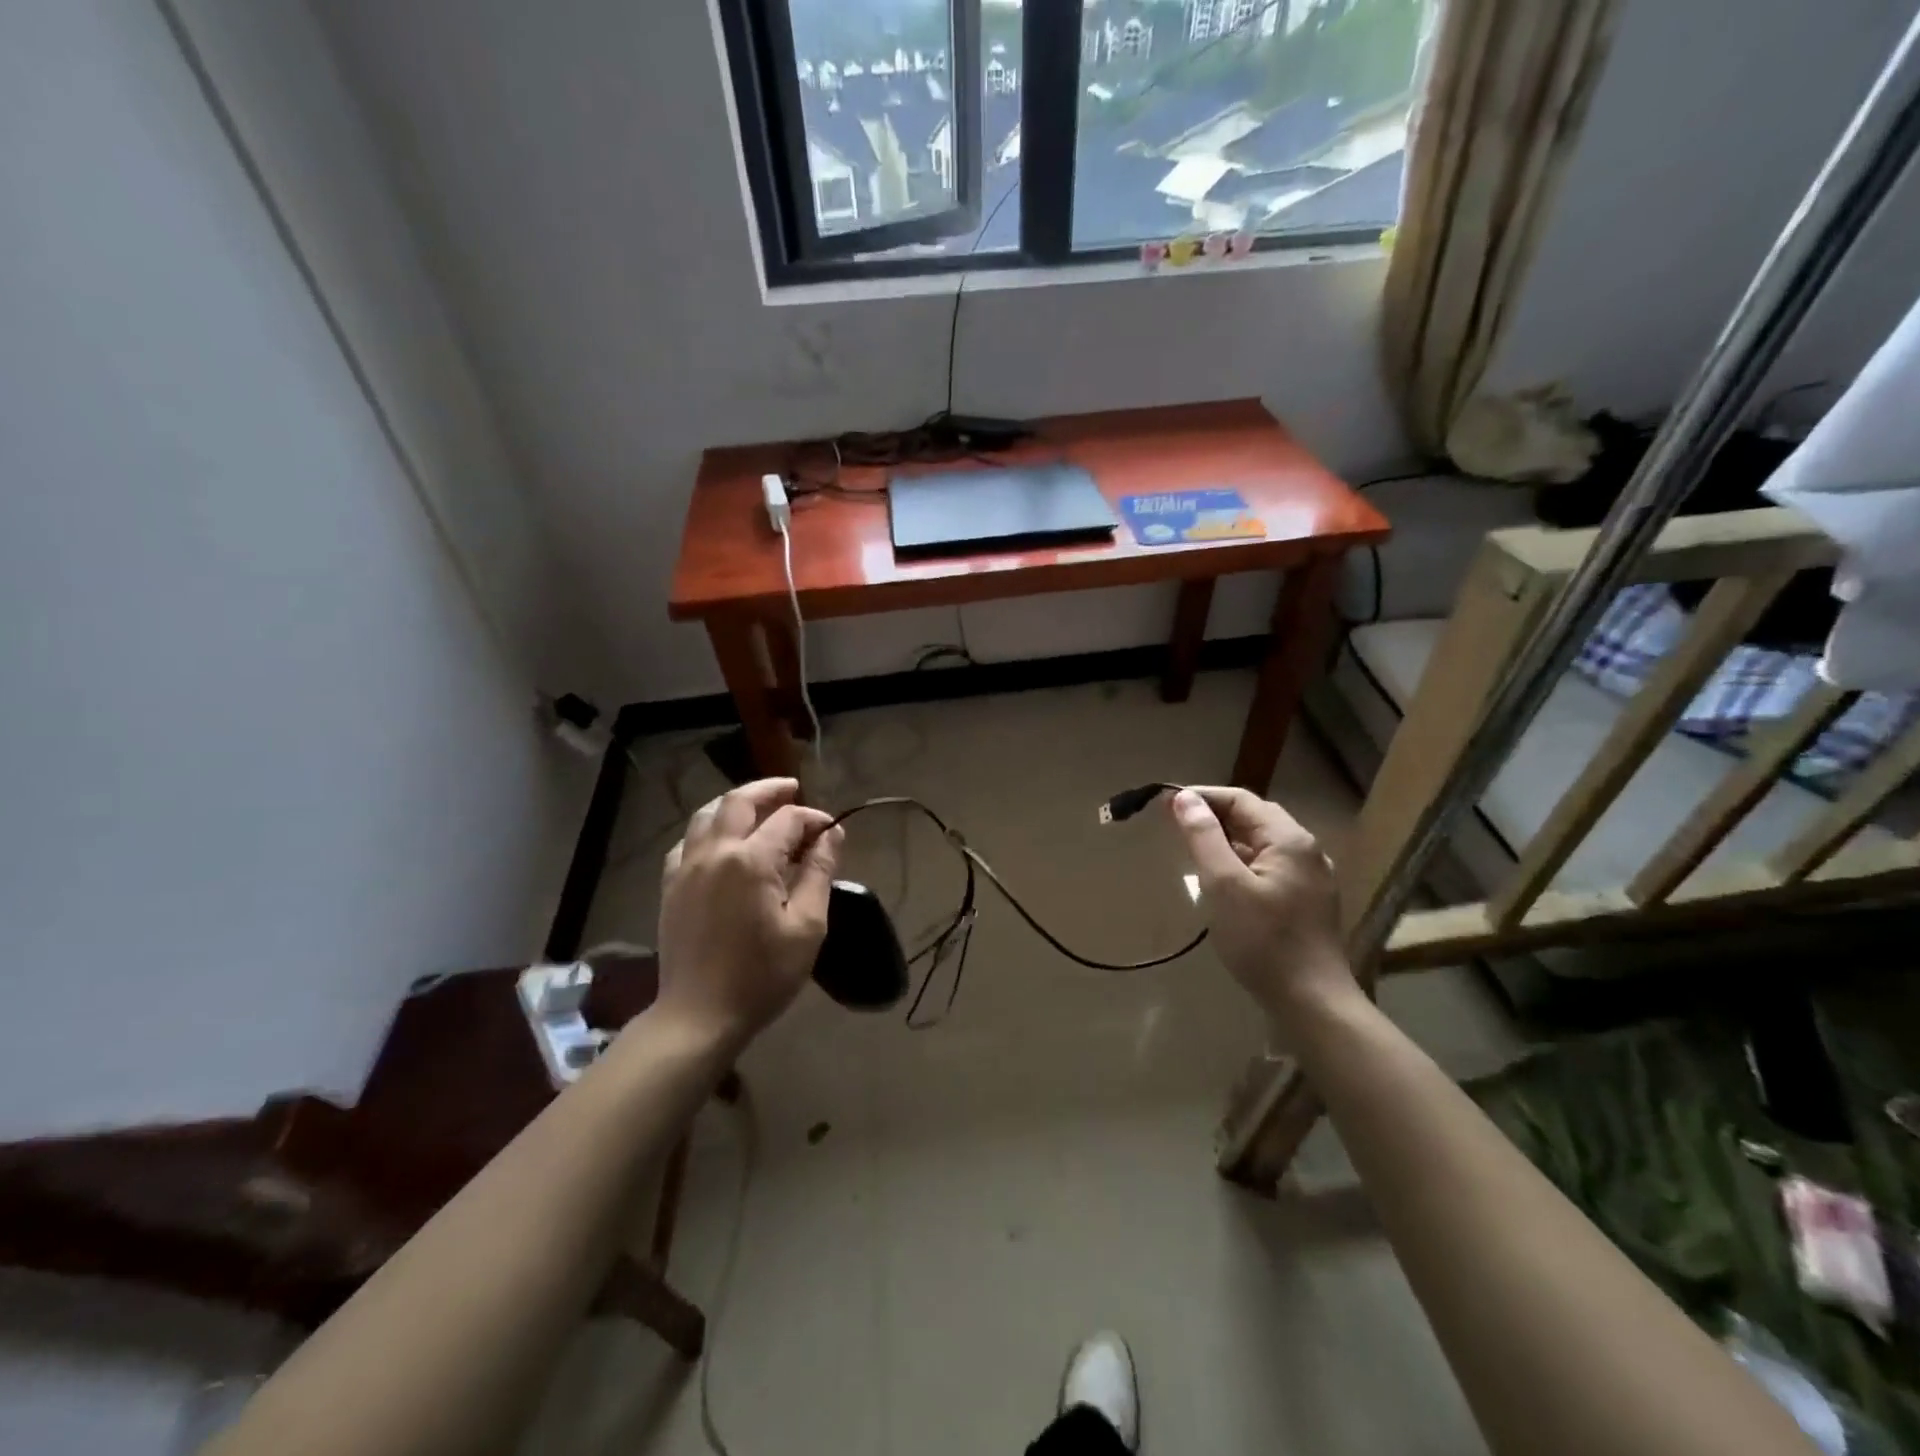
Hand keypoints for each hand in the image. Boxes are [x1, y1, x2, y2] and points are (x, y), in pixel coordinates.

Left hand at [656, 778, 844, 1048]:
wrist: (699, 1016)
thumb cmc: (762, 975)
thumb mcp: (806, 926)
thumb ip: (819, 872)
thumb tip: (832, 834)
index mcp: (750, 860)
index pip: (788, 820)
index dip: (813, 819)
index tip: (832, 833)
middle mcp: (714, 852)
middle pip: (740, 801)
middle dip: (770, 790)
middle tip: (792, 790)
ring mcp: (686, 867)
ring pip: (708, 814)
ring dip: (736, 804)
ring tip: (759, 808)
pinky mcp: (670, 886)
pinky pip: (688, 841)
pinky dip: (709, 830)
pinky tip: (722, 843)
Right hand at [1168, 787, 1356, 1025]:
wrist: (1313, 1002)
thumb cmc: (1263, 941)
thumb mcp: (1224, 885)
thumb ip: (1204, 837)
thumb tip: (1185, 798)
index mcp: (1289, 839)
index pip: (1241, 799)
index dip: (1202, 796)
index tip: (1165, 805)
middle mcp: (1306, 850)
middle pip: (1254, 818)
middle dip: (1213, 816)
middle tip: (1175, 825)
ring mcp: (1311, 877)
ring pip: (1262, 844)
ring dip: (1227, 840)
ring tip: (1193, 850)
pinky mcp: (1308, 902)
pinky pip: (1269, 867)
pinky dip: (1242, 863)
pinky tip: (1224, 881)